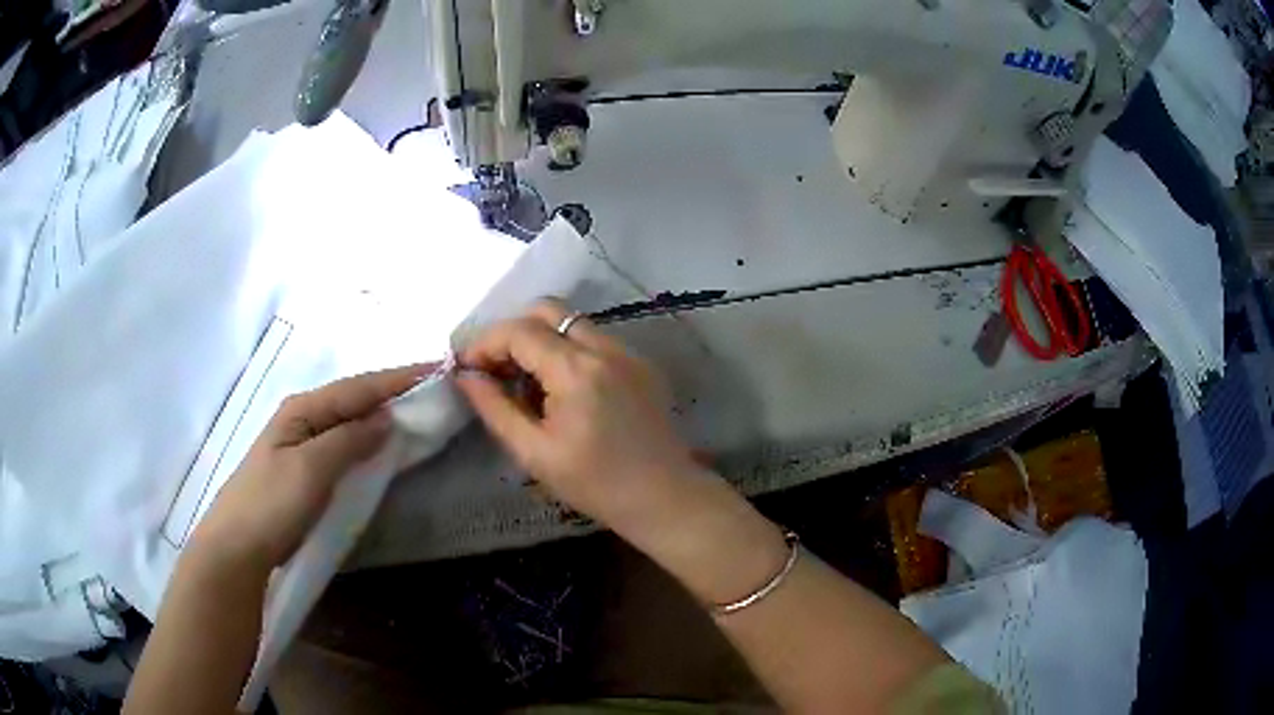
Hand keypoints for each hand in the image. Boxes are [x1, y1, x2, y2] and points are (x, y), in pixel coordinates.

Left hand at [191, 364, 430, 570]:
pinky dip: (366, 438)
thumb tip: (386, 418)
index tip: (436, 368)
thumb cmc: (272, 504)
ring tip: (415, 408)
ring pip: (348, 421)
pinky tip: (379, 442)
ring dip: (380, 413)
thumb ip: (349, 440)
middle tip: (432, 386)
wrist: (237, 546)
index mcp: (303, 409)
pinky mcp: (303, 469)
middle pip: (353, 398)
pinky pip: (343, 444)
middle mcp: (302, 418)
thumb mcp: (311, 469)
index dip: (397, 378)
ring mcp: (301, 444)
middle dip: (391, 390)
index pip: (358, 387)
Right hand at [456, 299, 700, 531]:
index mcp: (576, 370)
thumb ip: (495, 408)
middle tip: (496, 368)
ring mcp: (627, 352)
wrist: (665, 497)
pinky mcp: (640, 364)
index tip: (466, 367)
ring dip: (541, 340)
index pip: (519, 331)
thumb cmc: (595, 484)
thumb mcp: (535, 453)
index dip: (484, 343)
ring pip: (572, 323)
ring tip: (526, 382)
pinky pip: (595, 340)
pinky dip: (568, 351)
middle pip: (547, 310)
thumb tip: (466, 376)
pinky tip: (561, 390)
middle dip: (513, 332)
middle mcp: (604, 348)